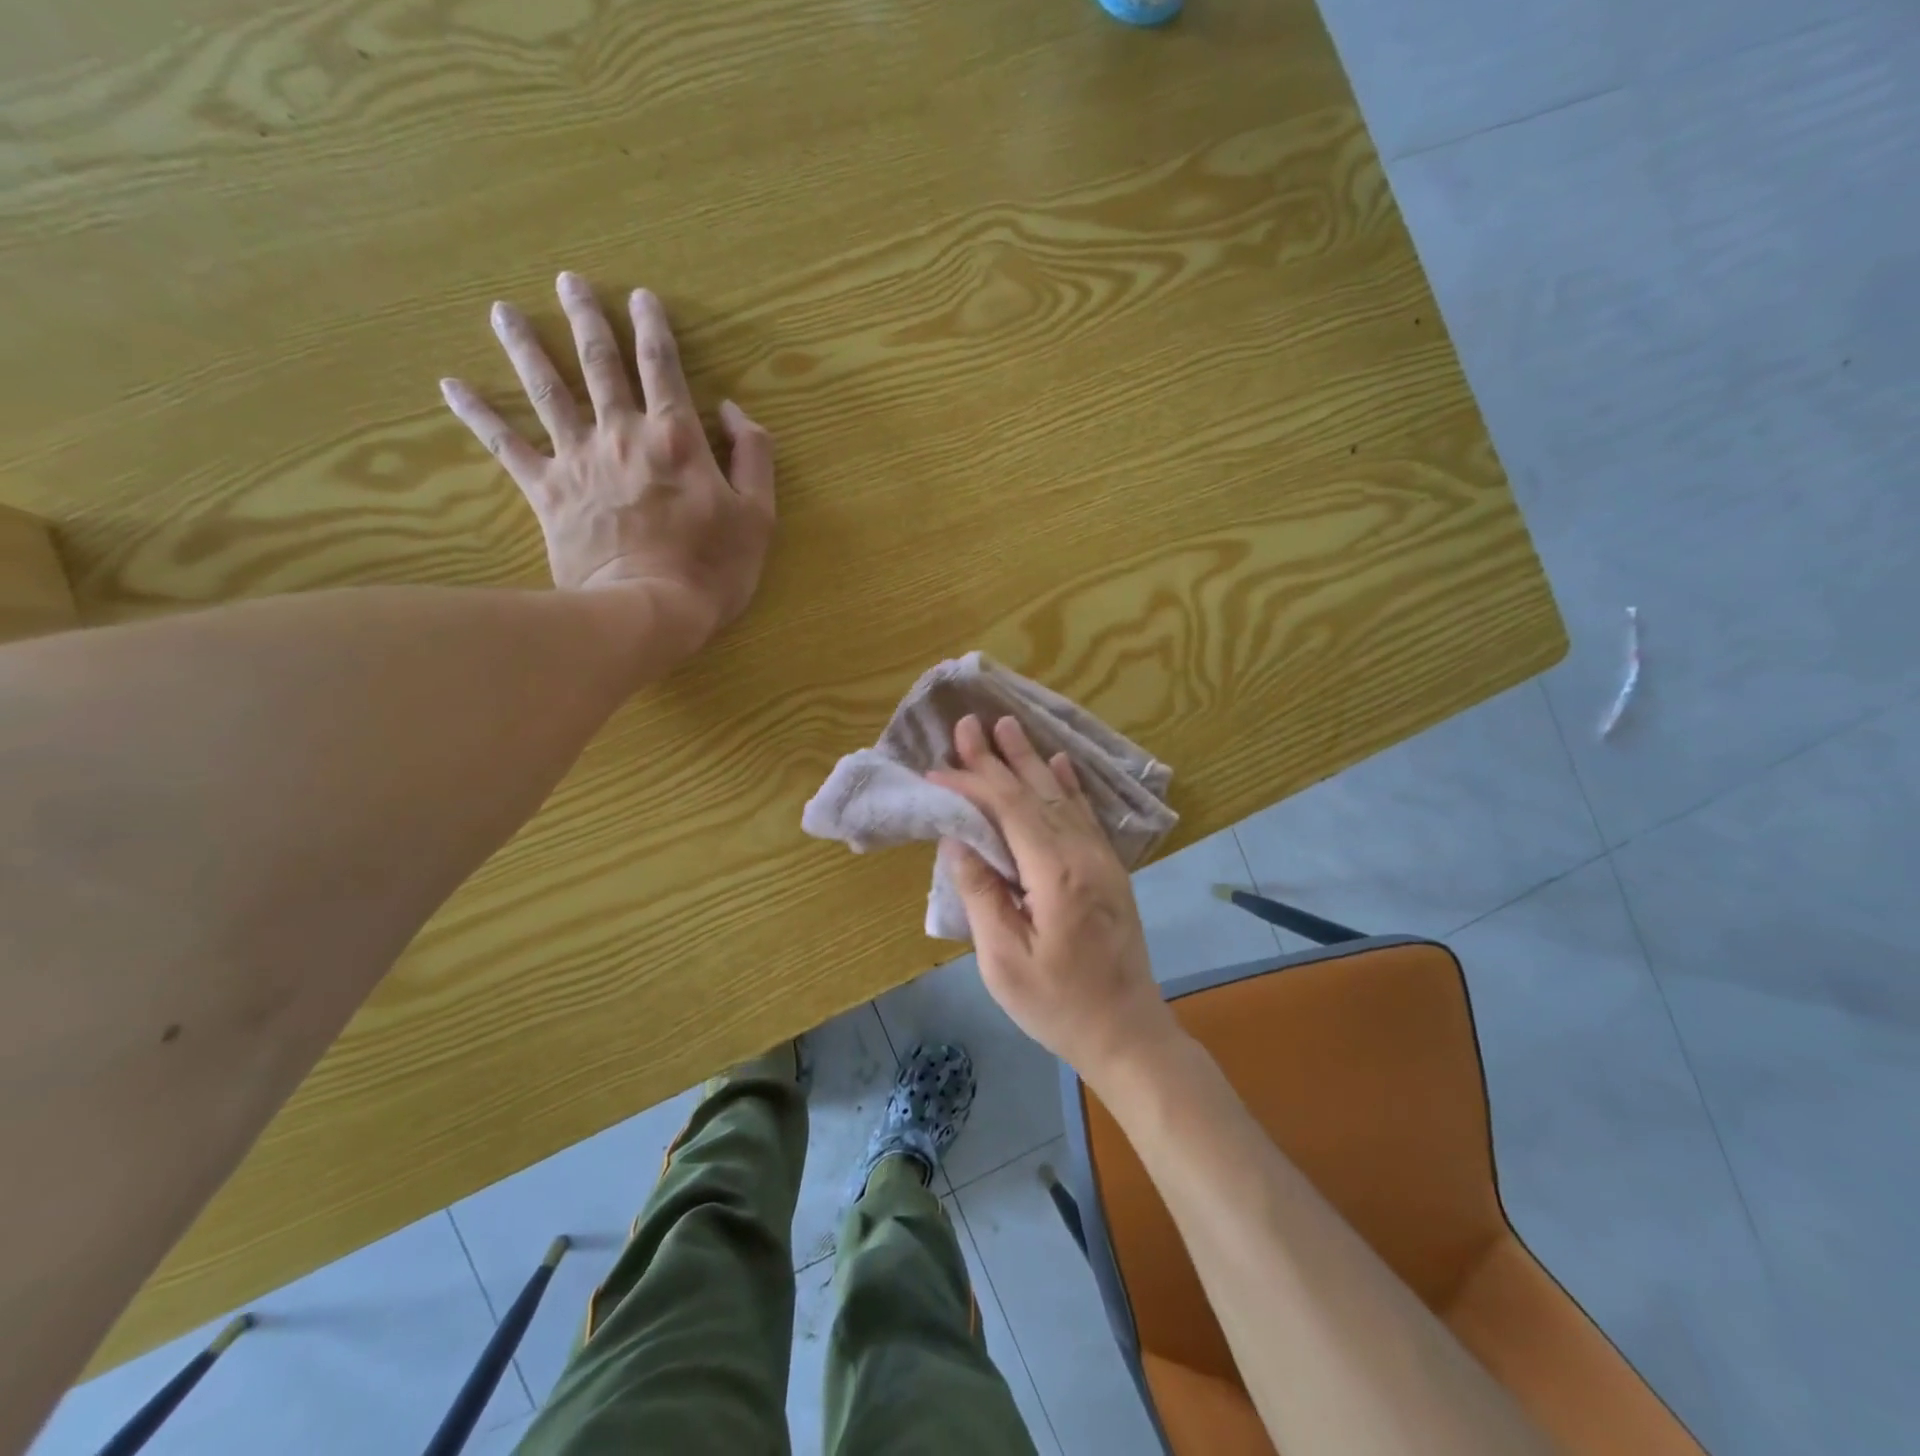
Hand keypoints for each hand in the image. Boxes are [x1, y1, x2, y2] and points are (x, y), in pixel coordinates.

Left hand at [440, 272, 774, 649]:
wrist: (648, 611)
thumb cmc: (712, 568)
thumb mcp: (759, 516)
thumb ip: (754, 456)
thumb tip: (733, 411)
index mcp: (676, 437)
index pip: (663, 367)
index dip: (654, 329)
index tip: (642, 298)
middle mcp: (622, 434)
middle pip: (599, 363)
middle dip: (586, 318)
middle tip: (568, 282)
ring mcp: (579, 460)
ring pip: (547, 389)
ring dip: (526, 346)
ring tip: (503, 311)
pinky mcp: (547, 492)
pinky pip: (506, 446)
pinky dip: (478, 414)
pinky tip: (451, 385)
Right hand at [929, 715, 1179, 1084]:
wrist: (1128, 1033)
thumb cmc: (1058, 1005)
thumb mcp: (1004, 960)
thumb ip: (982, 893)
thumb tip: (959, 839)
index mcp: (1055, 873)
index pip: (1008, 810)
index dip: (972, 784)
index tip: (937, 770)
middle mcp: (1083, 853)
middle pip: (1034, 792)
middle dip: (997, 757)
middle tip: (969, 723)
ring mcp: (1101, 859)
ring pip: (1060, 796)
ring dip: (1030, 760)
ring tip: (1007, 726)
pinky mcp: (1109, 870)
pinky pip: (1085, 814)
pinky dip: (1068, 785)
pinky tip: (1060, 763)